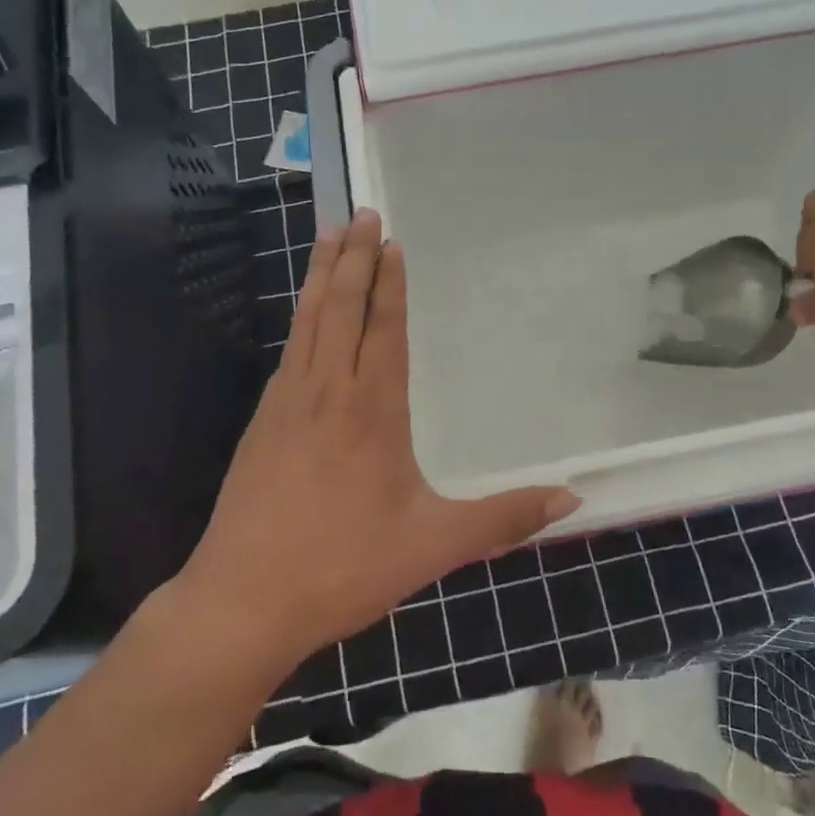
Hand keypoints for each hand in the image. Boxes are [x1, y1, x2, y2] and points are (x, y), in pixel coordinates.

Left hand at [173, 210, 578, 674]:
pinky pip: (289, 349)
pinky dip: (301, 315)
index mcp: (372, 411)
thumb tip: (572, 501)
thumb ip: (503, 518)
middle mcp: (327, 393)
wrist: (242, 603)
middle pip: (341, 308)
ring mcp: (286, 404)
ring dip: (321, 275)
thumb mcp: (434, 545)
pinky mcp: (261, 423)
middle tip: (360, 212)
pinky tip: (304, 313)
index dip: (389, 283)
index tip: (390, 240)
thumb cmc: (343, 567)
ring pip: (308, 321)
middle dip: (352, 257)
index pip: (384, 330)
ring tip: (327, 235)